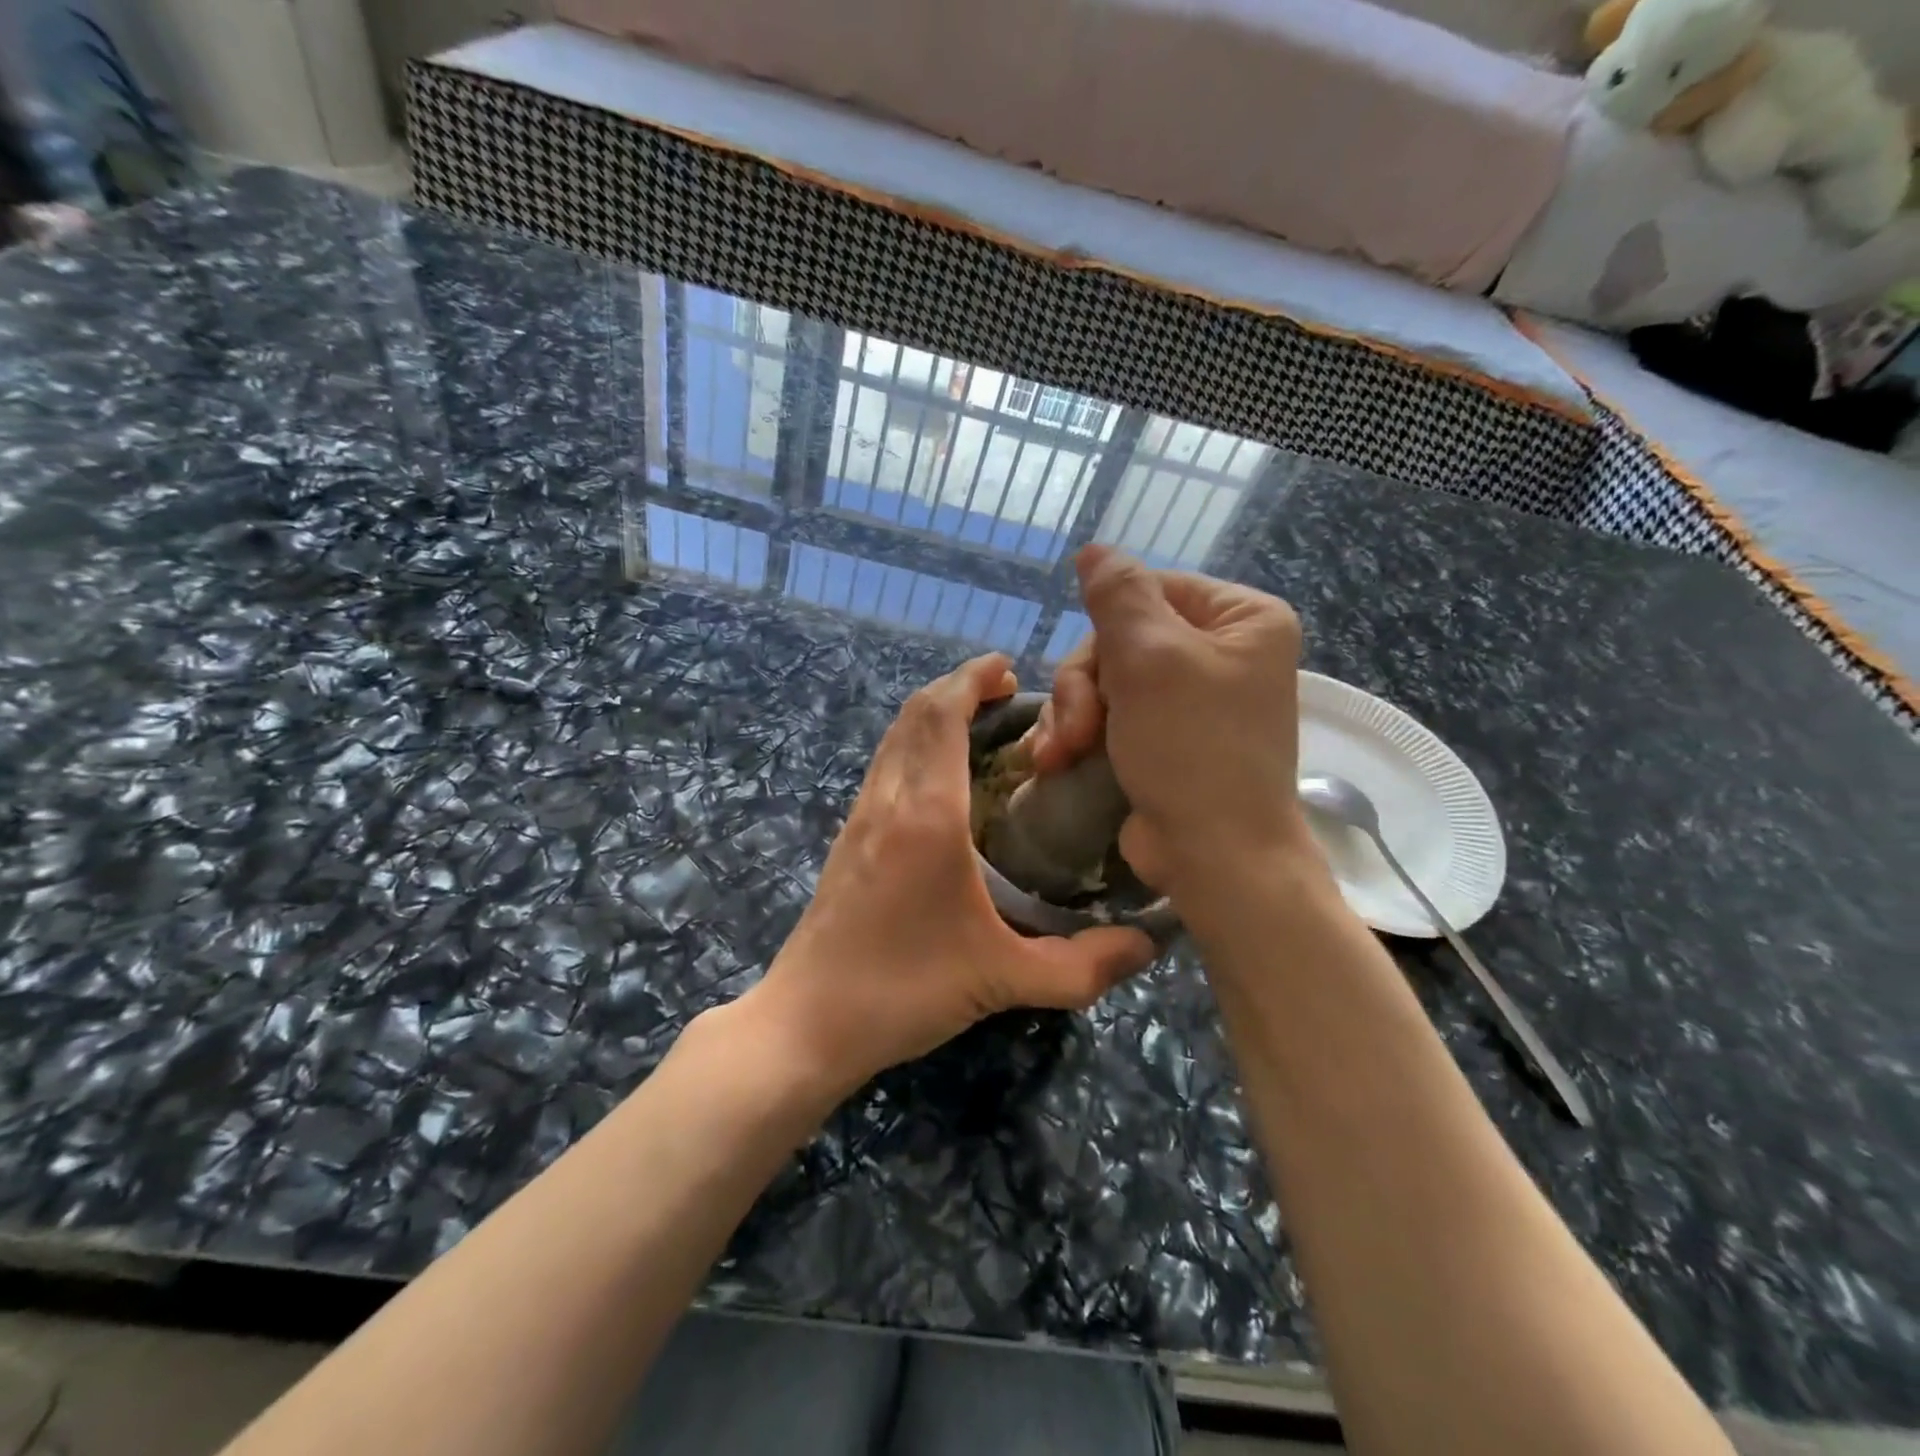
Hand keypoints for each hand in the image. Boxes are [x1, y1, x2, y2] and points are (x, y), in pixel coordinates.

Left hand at [742, 653, 1154, 1096]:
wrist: (807, 1022)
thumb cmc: (904, 992)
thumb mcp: (1004, 981)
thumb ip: (1083, 966)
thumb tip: (1149, 945)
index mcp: (927, 815)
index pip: (942, 715)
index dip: (973, 679)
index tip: (1010, 669)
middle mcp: (889, 800)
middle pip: (915, 713)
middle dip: (958, 687)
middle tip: (1007, 693)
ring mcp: (860, 816)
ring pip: (894, 736)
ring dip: (933, 714)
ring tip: (980, 723)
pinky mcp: (847, 837)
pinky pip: (884, 765)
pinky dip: (915, 744)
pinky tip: (944, 778)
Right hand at [1030, 545, 1310, 901]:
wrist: (1215, 857)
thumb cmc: (1191, 749)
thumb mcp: (1151, 658)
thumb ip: (1118, 594)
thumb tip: (1094, 550)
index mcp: (1241, 619)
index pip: (1150, 589)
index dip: (1106, 630)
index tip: (1091, 676)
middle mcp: (1222, 652)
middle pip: (1121, 640)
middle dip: (1084, 686)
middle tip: (1074, 730)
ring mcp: (1192, 699)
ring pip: (1105, 680)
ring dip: (1072, 715)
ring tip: (1059, 754)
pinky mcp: (1166, 739)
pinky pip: (1110, 715)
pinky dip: (1081, 735)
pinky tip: (1058, 761)